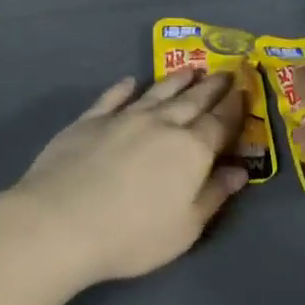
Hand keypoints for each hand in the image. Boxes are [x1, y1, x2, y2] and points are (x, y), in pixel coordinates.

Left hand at [7, 70, 248, 286]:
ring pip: (156, 92)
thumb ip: (213, 195)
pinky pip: (113, 97)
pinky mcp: (89, 120)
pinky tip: (130, 82)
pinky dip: (124, 88)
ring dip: (175, 80)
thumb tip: (239, 171)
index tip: (243, 91)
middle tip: (224, 72)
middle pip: (192, 101)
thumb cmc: (132, 235)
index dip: (234, 108)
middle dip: (211, 87)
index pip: (220, 123)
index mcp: (191, 150)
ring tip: (189, 70)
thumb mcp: (185, 228)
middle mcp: (161, 124)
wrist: (61, 222)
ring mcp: (123, 118)